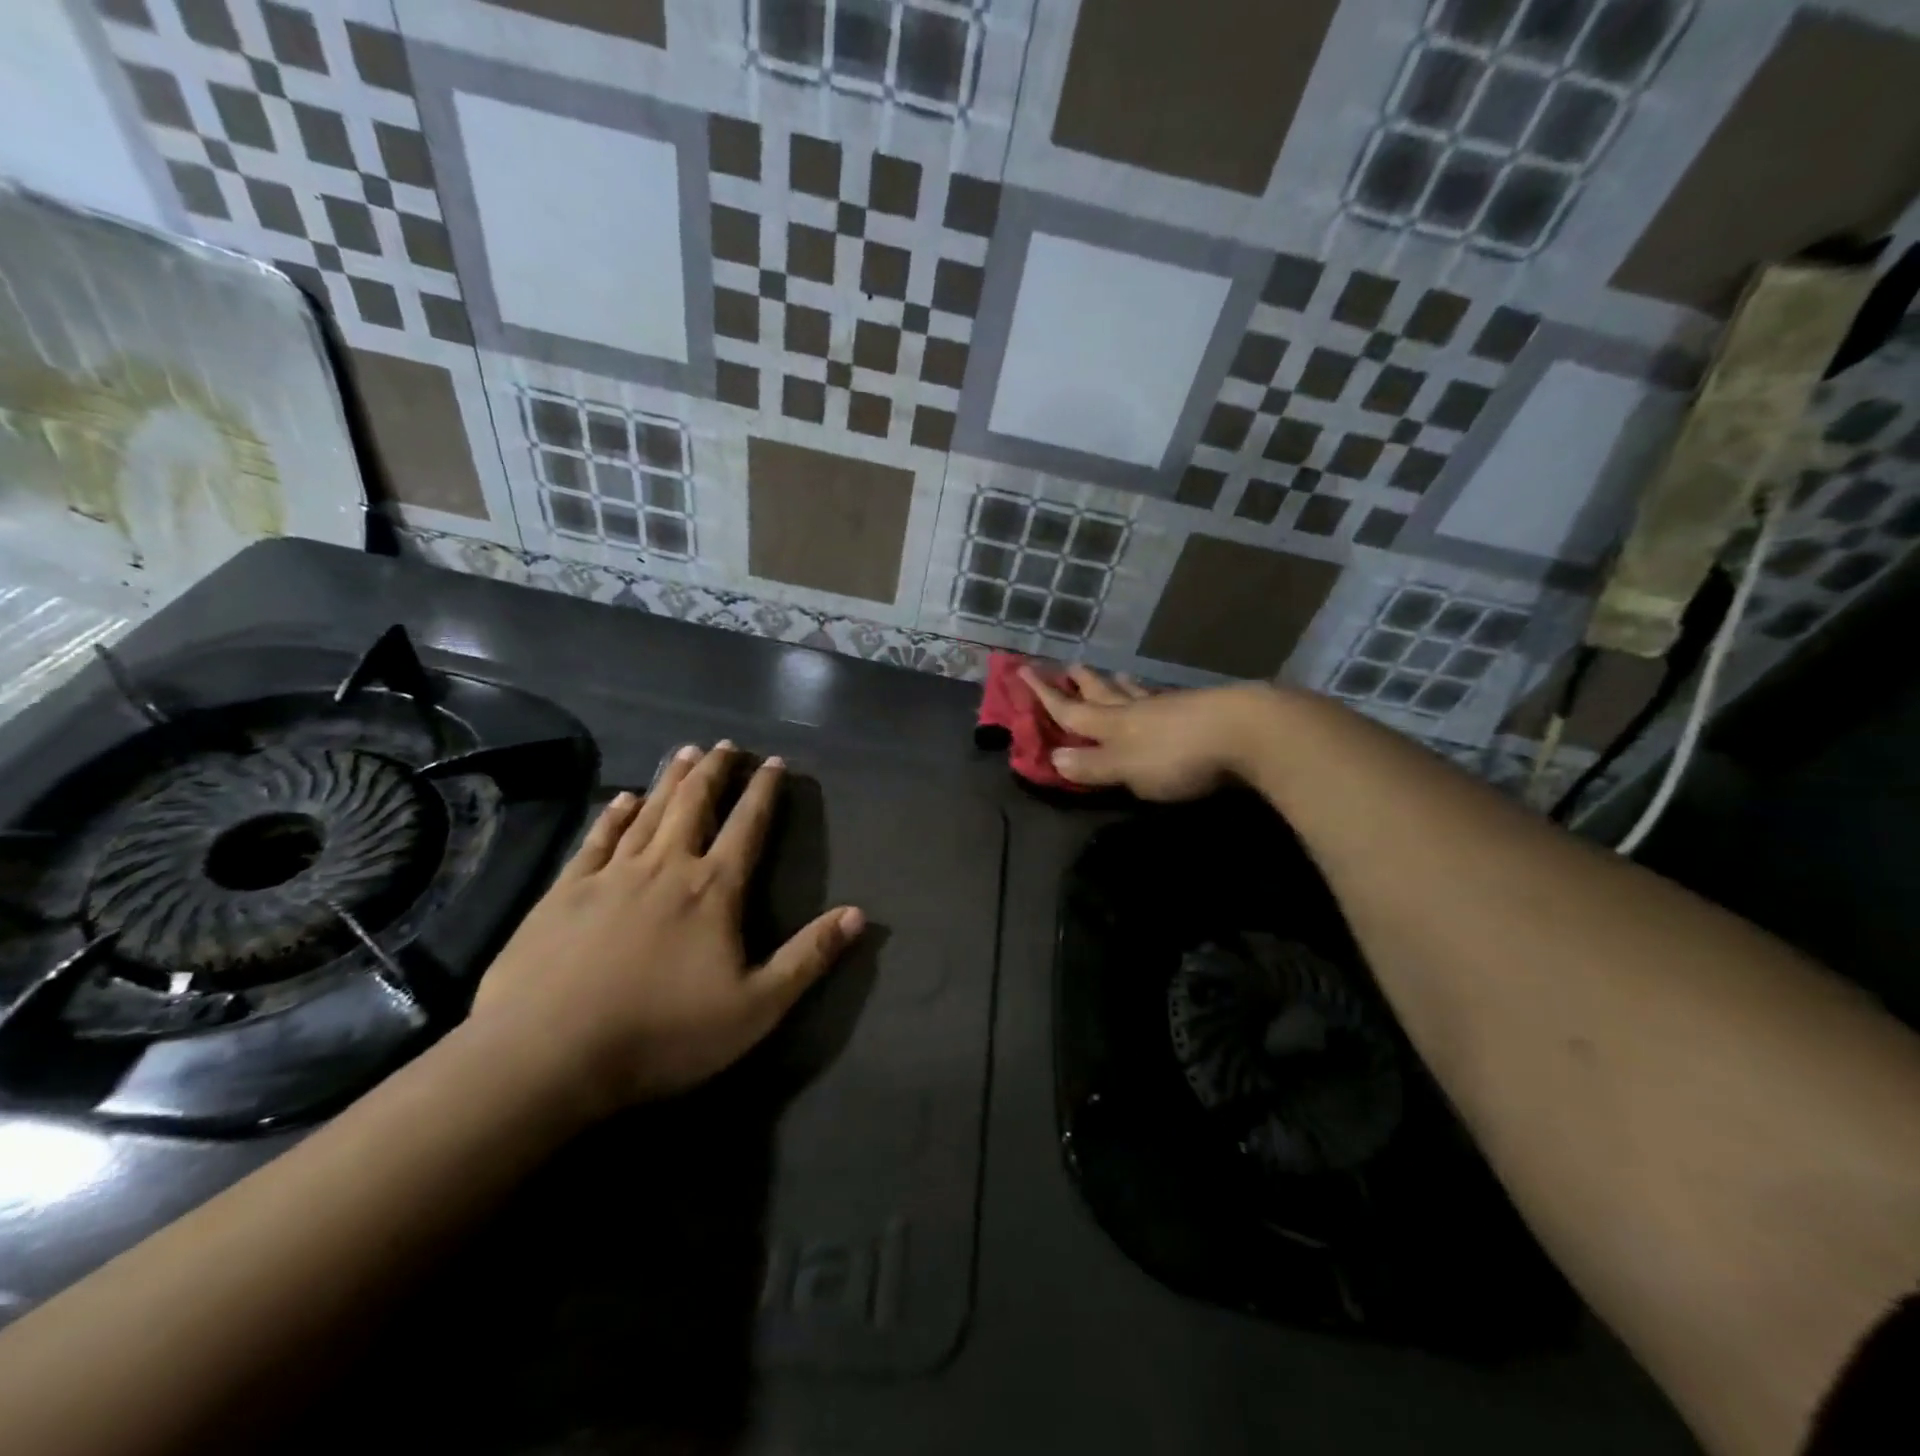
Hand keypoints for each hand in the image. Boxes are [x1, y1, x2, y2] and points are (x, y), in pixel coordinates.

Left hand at [469, 742, 862, 1117]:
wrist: (547, 1054)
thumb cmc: (662, 1033)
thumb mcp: (755, 1008)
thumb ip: (808, 957)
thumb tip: (859, 914)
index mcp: (713, 890)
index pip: (747, 827)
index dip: (763, 792)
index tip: (773, 762)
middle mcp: (666, 867)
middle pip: (695, 805)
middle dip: (715, 771)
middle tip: (725, 744)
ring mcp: (611, 875)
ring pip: (649, 812)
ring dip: (671, 780)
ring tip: (686, 751)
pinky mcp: (565, 892)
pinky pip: (597, 840)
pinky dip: (613, 815)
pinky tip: (622, 799)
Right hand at [1021, 666, 1276, 801]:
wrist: (1246, 731)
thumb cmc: (1178, 756)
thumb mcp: (1128, 769)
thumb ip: (1093, 765)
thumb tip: (1054, 757)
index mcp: (1112, 725)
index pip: (1070, 710)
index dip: (1045, 695)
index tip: (1023, 671)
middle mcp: (1135, 711)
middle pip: (1102, 693)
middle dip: (1083, 683)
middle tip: (1068, 666)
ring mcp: (1169, 707)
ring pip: (1135, 692)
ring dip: (1119, 683)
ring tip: (1114, 672)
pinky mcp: (1199, 710)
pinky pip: (1163, 699)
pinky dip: (1151, 694)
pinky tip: (1160, 694)